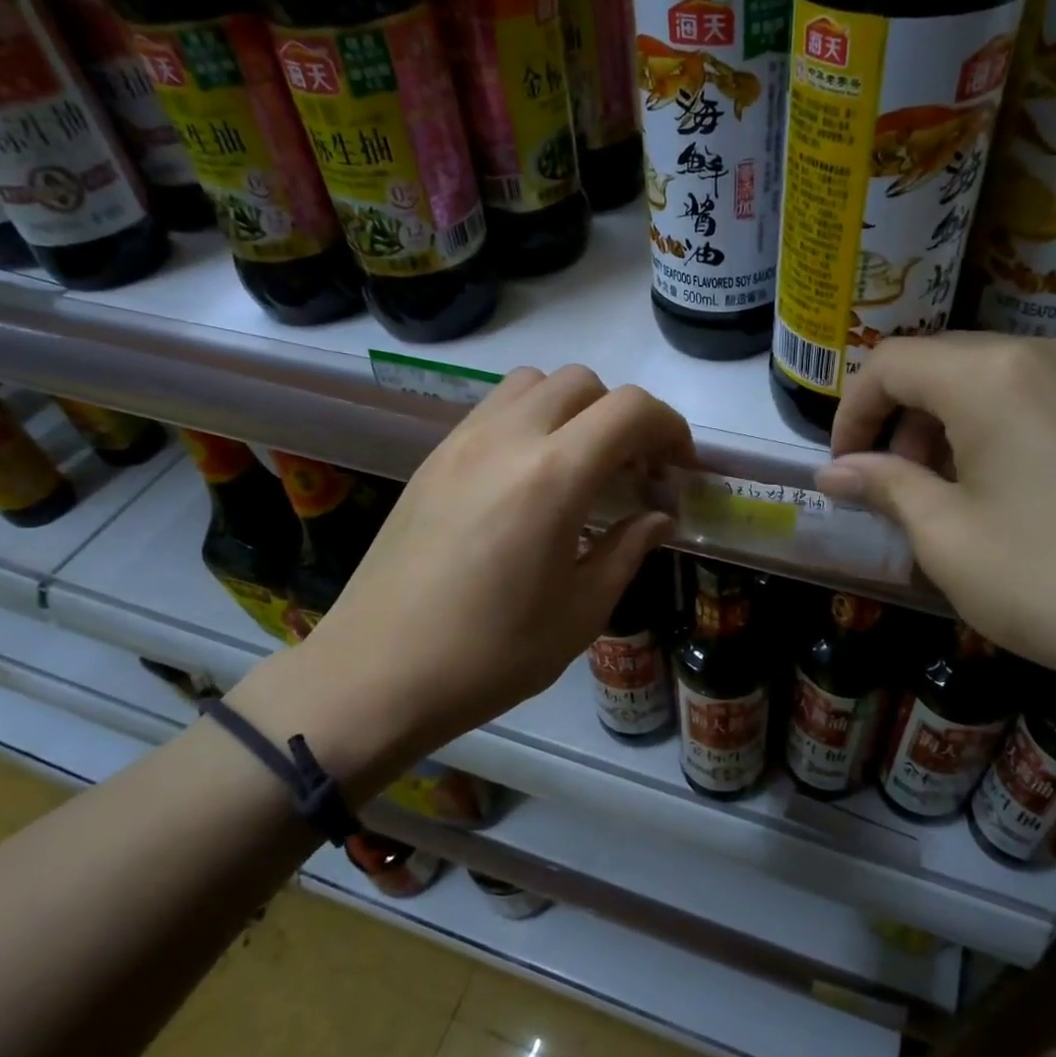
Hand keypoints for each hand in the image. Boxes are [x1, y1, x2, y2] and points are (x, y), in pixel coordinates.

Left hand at [231, 366, 691, 790]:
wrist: (377, 674)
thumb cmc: (490, 655)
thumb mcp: (580, 613)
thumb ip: (628, 550)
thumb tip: (659, 517)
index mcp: (552, 477)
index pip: (629, 410)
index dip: (669, 427)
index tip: (678, 468)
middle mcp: (506, 439)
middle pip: (583, 382)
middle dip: (623, 416)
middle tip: (633, 470)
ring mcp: (461, 442)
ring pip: (533, 383)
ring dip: (573, 409)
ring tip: (580, 465)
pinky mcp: (433, 458)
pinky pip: (494, 409)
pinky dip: (530, 420)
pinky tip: (530, 478)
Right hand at [816, 334, 1055, 719]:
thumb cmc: (1054, 582)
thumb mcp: (947, 539)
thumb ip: (885, 487)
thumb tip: (833, 472)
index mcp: (993, 376)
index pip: (891, 363)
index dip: (852, 412)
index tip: (843, 467)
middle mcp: (1050, 353)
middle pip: (945, 362)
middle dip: (902, 418)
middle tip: (893, 484)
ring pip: (997, 377)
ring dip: (952, 422)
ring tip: (951, 491)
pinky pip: (1046, 396)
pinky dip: (1004, 426)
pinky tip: (1012, 488)